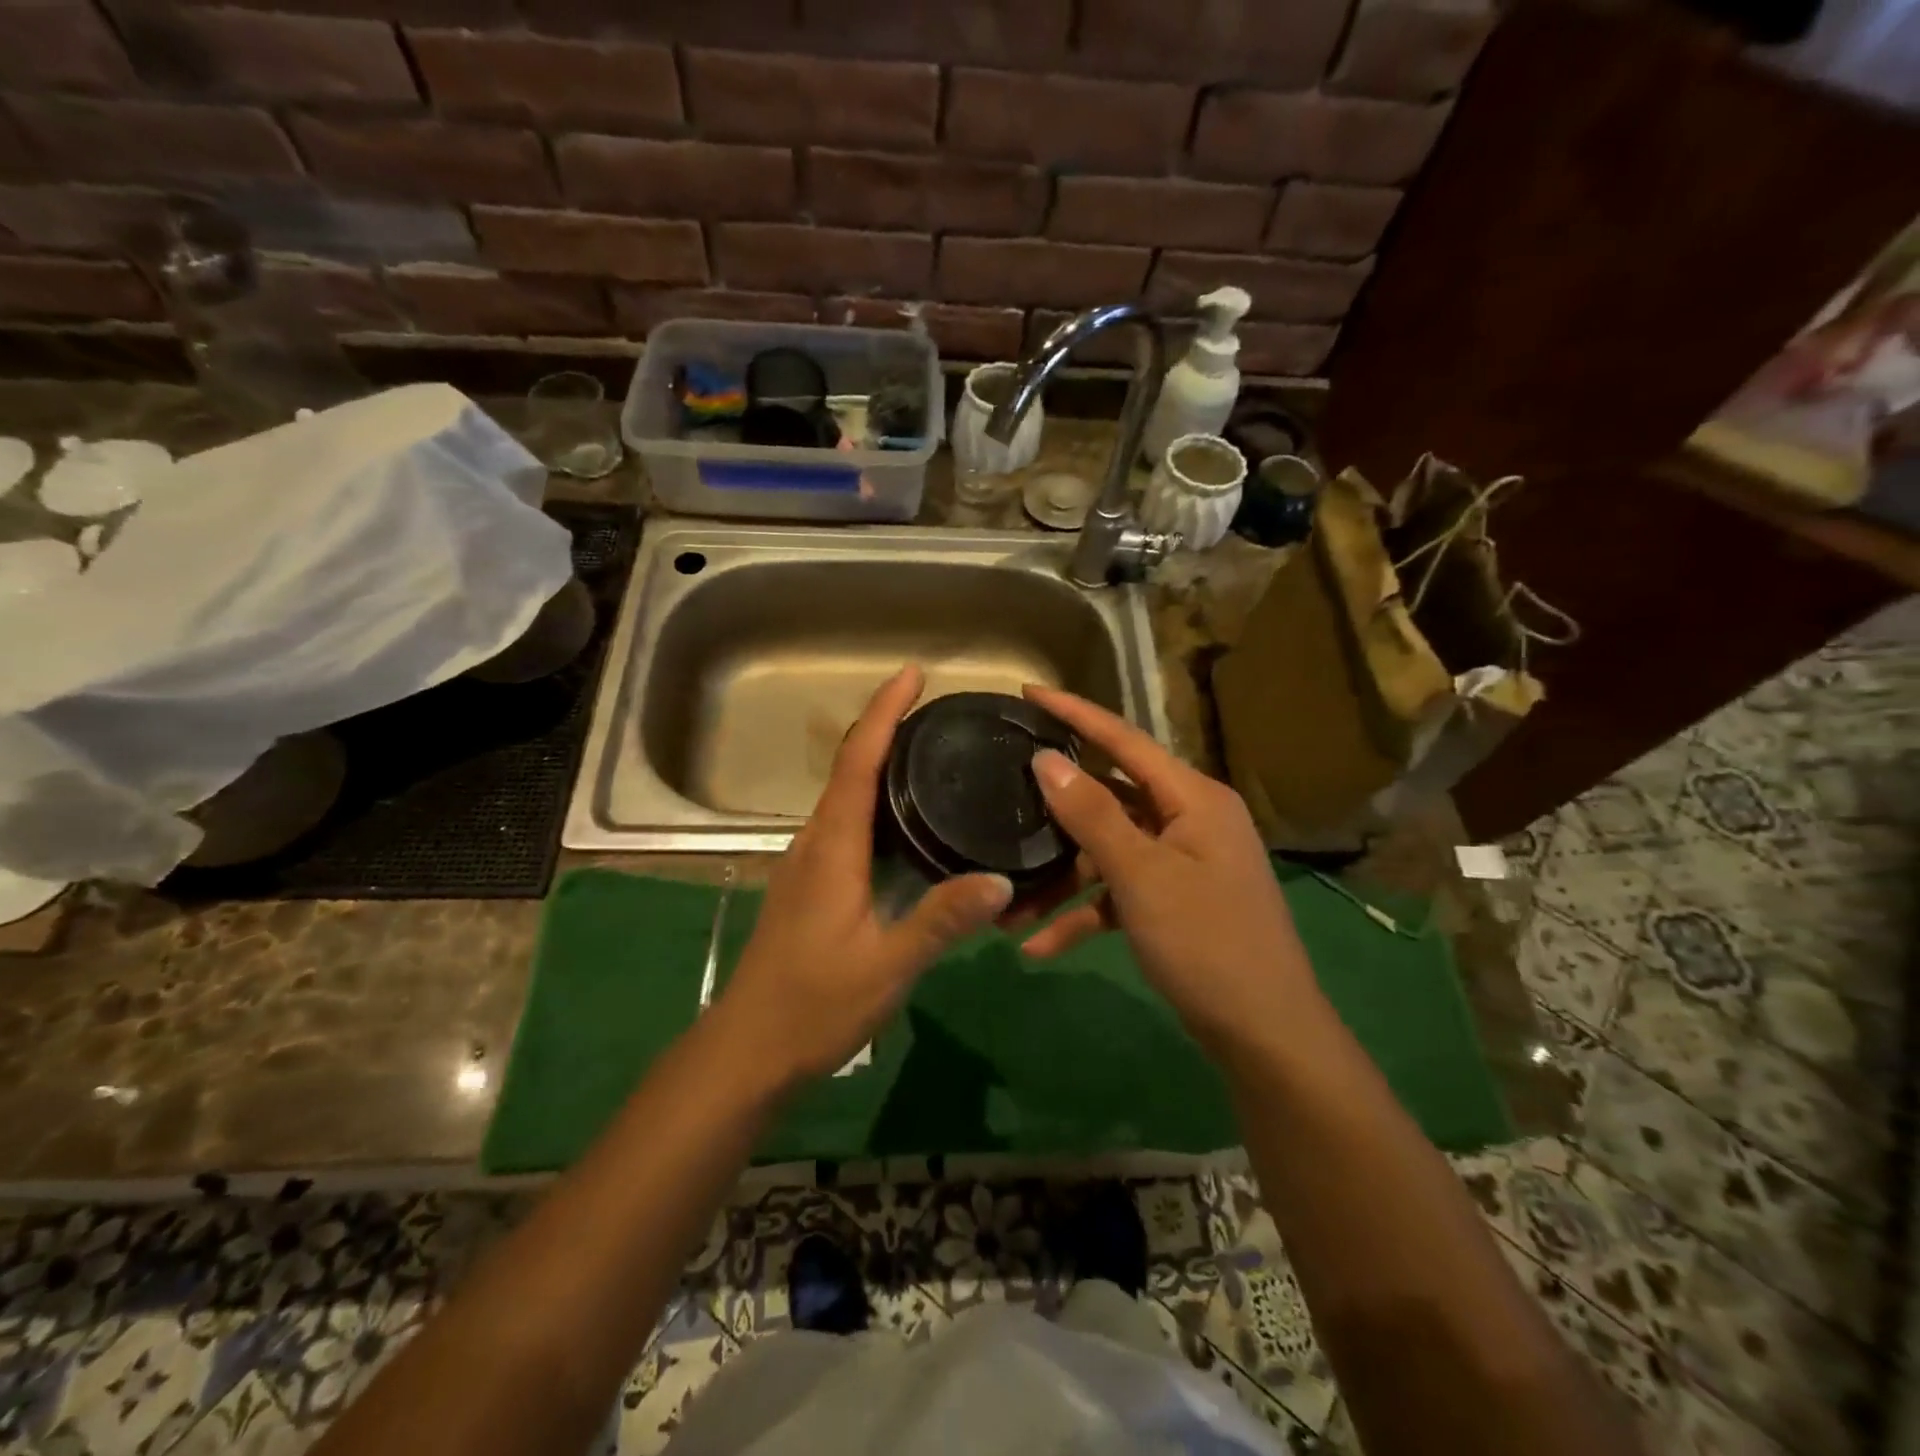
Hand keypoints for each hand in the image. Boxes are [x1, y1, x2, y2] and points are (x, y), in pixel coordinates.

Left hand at [714, 666, 1014, 1084]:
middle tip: (939, 711)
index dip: (883, 713)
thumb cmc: (813, 1005)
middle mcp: (815, 842)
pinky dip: (874, 800)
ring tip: (931, 752)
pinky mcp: (810, 884)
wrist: (748, 1048)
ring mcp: (807, 863)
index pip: (858, 763)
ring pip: (846, 796)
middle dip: (887, 728)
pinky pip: (845, 823)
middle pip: (851, 769)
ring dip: (880, 763)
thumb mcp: (886, 966)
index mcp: (832, 848)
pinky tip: (905, 819)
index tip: (911, 674)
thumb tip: (999, 879)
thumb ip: (940, 921)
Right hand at [1011, 686, 1321, 1057]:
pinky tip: (1041, 947)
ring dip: (1061, 881)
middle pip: (1108, 800)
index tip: (1027, 693)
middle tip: (1001, 801)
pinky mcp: (1173, 902)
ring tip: (1008, 912)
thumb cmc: (1207, 943)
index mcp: (1193, 798)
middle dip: (1053, 818)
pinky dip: (1085, 915)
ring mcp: (1182, 863)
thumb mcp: (1142, 876)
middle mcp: (1189, 821)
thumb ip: (1092, 814)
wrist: (1266, 1037)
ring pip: (1106, 854)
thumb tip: (1045, 759)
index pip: (1124, 739)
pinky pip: (1119, 894)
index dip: (1075, 714)